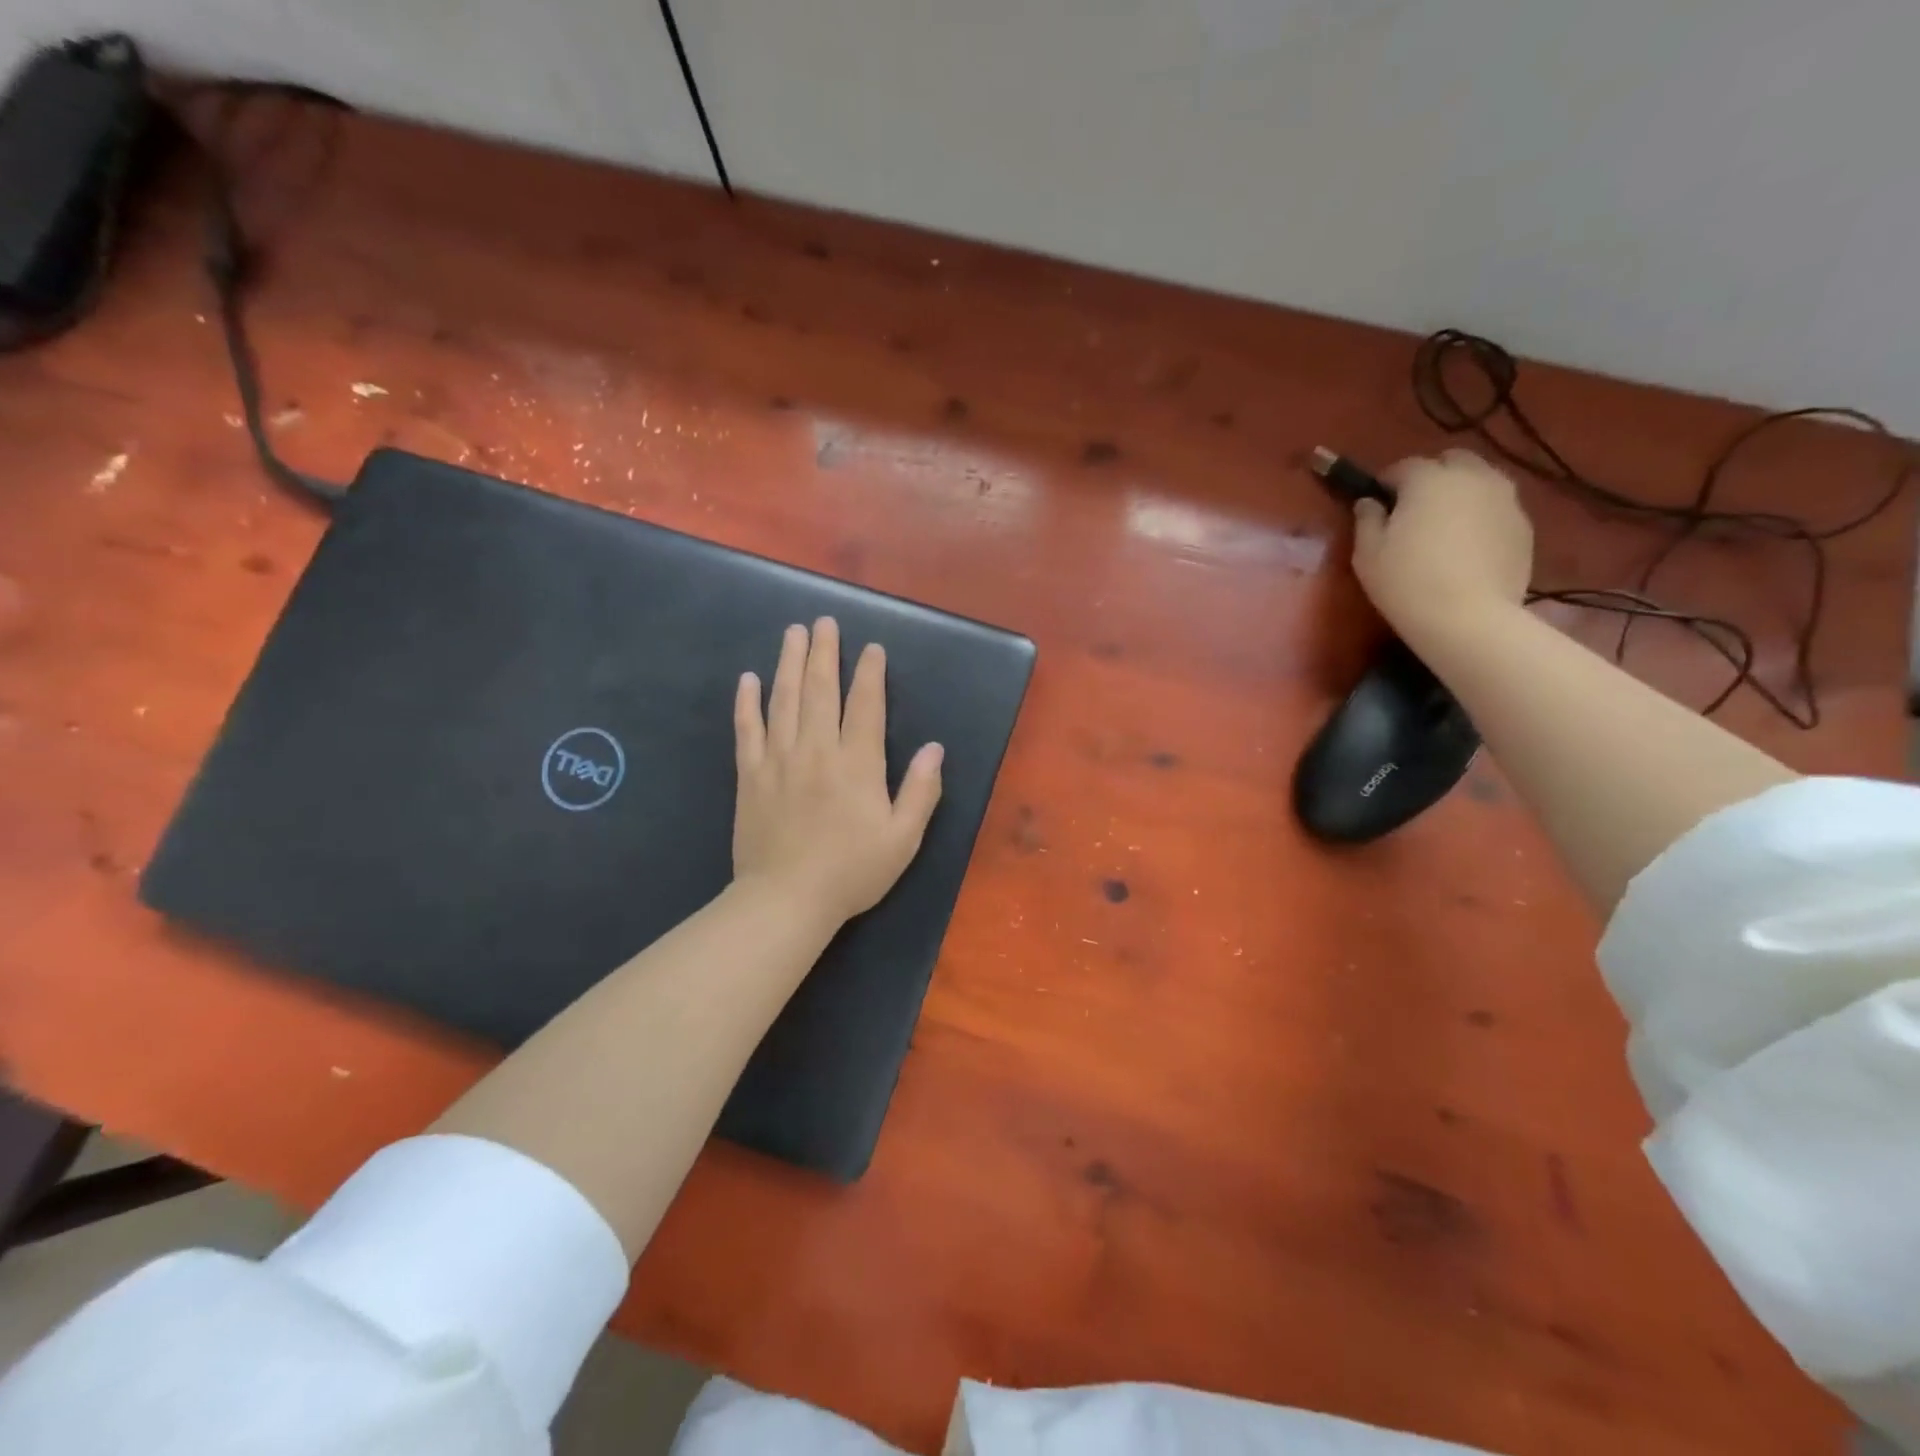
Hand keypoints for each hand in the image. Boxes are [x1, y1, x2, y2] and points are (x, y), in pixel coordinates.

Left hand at [732, 618, 943, 926]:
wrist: (786, 900)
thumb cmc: (852, 872)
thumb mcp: (903, 838)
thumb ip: (921, 791)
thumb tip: (935, 748)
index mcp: (857, 763)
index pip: (865, 705)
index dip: (870, 674)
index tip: (871, 648)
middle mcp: (817, 750)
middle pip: (820, 690)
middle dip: (824, 653)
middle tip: (824, 622)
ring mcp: (778, 759)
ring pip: (784, 699)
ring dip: (789, 663)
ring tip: (793, 633)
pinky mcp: (750, 775)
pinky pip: (746, 729)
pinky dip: (747, 702)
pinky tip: (748, 679)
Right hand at [1352, 450, 1533, 646]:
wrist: (1468, 618)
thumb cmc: (1406, 582)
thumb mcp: (1367, 553)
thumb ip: (1366, 519)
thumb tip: (1369, 503)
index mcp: (1428, 479)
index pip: (1403, 466)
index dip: (1386, 482)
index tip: (1376, 503)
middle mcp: (1472, 477)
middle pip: (1452, 460)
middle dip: (1432, 476)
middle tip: (1414, 509)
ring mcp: (1505, 499)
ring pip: (1480, 480)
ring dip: (1461, 492)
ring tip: (1446, 525)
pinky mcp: (1524, 525)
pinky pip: (1497, 507)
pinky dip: (1481, 515)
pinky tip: (1468, 546)